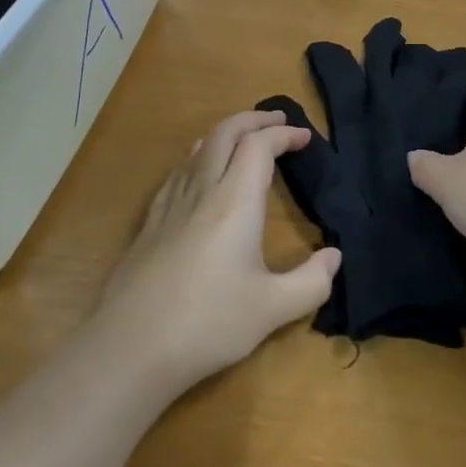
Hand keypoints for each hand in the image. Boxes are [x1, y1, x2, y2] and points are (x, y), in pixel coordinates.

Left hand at [96, 111, 341, 395]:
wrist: (131, 347)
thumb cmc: (209, 323)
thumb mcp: (273, 309)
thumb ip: (311, 282)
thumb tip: (335, 257)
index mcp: (235, 200)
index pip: (260, 146)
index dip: (284, 134)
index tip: (305, 138)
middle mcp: (202, 189)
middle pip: (226, 132)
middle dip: (254, 119)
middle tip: (278, 122)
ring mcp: (171, 203)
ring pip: (199, 147)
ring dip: (226, 132)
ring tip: (244, 139)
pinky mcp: (150, 221)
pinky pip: (179, 170)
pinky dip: (200, 155)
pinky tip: (200, 173)